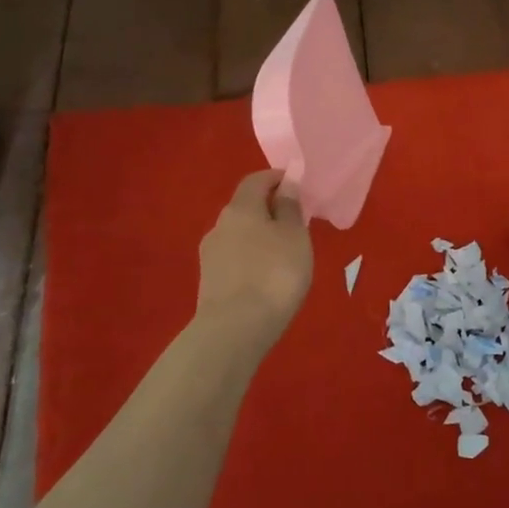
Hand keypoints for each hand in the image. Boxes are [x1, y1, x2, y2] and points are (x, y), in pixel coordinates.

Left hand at [195, 169, 312, 343]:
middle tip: (296, 223)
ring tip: (284, 253)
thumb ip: (290, 208)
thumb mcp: (295, 237)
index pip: (256, 180)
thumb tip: (286, 185)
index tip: (298, 186)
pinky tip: (266, 276)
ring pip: (239, 234)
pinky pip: (235, 257)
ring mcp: (210, 254)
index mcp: (241, 208)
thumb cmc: (274, 274)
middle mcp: (220, 225)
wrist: (235, 329)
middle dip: (269, 209)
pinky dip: (252, 257)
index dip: (278, 178)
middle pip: (246, 207)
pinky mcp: (210, 281)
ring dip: (260, 236)